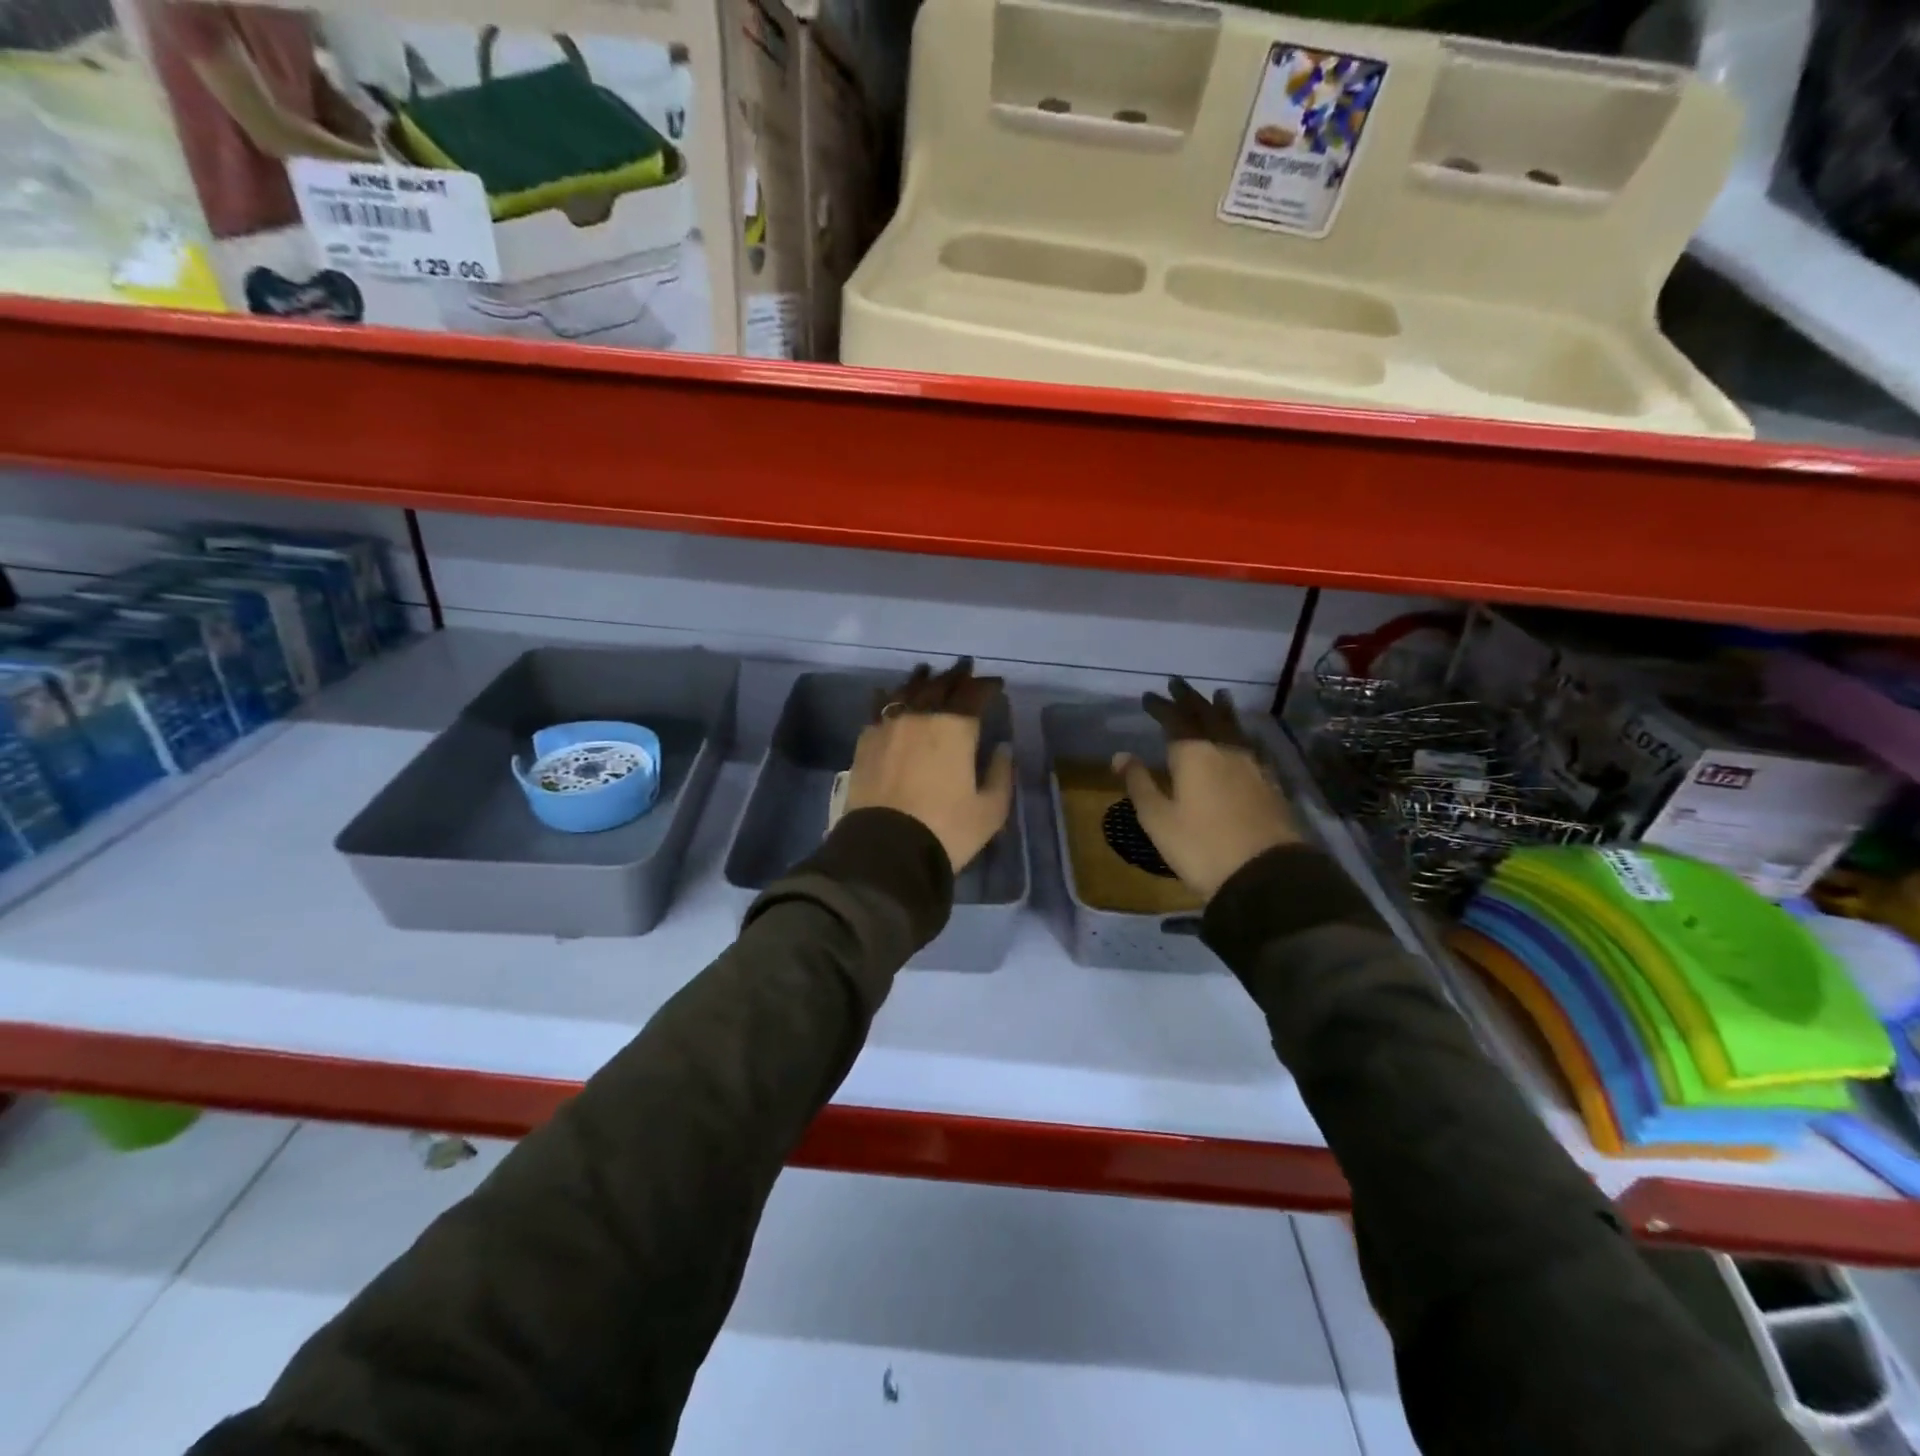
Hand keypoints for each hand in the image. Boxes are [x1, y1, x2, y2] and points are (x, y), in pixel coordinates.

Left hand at [846, 659, 1015, 873]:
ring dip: (920, 680)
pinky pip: (878, 709)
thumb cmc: (946, 830)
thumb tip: (1002, 748)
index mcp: (956, 728)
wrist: (885, 849)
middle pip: (940, 686)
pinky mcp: (865, 742)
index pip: (974, 695)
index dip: (987, 686)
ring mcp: (889, 726)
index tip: (996, 684)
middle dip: (956, 676)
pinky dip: (887, 698)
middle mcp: (921, 717)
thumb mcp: (989, 810)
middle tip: (964, 668)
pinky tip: (886, 695)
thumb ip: (1000, 774)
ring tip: (926, 672)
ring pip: (906, 691)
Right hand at [1113, 678, 1299, 901]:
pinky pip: (1250, 744)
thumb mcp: (1158, 819)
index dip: (1161, 706)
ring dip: (1220, 709)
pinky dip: (1239, 732)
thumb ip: (1139, 783)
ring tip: (1217, 696)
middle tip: (1178, 684)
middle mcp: (1224, 749)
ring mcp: (1252, 764)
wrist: (1265, 874)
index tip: (1148, 696)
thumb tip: (1120, 755)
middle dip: (1190, 699)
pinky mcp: (1270, 782)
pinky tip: (1242, 737)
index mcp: (1193, 754)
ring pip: (1234, 726)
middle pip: (1206, 715)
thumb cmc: (1201, 847)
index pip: (1174, 719)